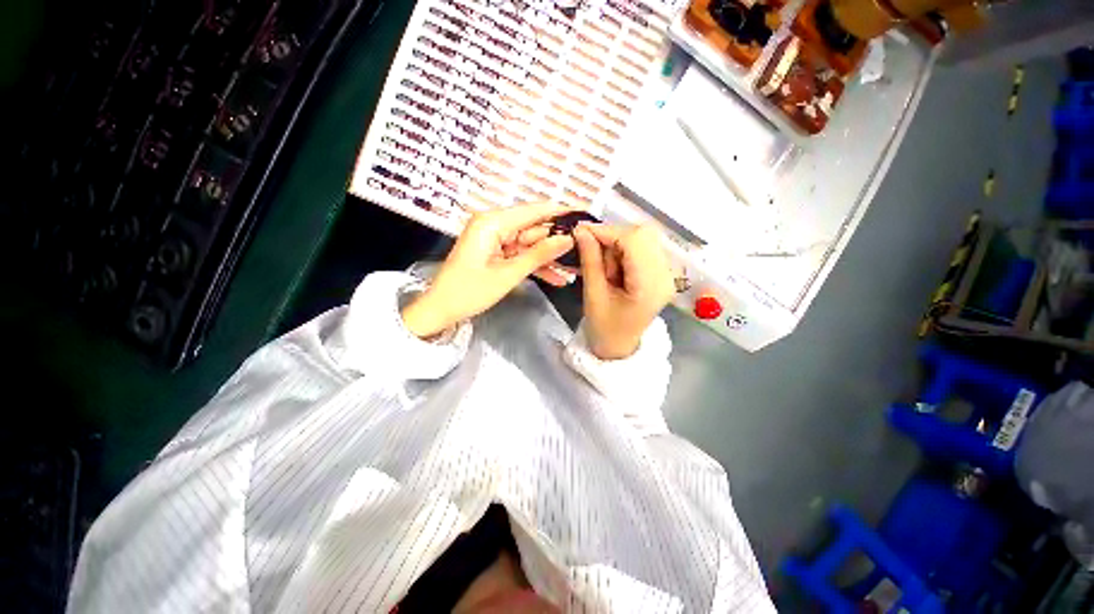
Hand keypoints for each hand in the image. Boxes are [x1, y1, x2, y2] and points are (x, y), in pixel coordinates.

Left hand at [402, 203, 575, 338]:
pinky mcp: (496, 253)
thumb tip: (567, 239)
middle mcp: (494, 225)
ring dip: (549, 258)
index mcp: (492, 223)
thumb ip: (539, 255)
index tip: (584, 214)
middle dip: (557, 242)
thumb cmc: (469, 292)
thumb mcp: (508, 274)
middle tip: (583, 252)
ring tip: (574, 269)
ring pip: (530, 245)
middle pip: (534, 229)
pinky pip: (521, 255)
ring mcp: (495, 240)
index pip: (533, 210)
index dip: (560, 211)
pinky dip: (536, 266)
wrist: (441, 310)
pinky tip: (557, 278)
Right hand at [574, 223, 674, 359]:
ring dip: (619, 244)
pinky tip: (615, 267)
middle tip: (593, 251)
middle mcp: (665, 276)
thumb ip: (590, 260)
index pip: (634, 242)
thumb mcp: (593, 295)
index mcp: (649, 287)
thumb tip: (581, 231)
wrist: (619, 347)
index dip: (607, 231)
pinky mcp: (662, 273)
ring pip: (644, 238)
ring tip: (605, 267)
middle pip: (643, 235)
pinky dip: (626, 250)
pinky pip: (645, 248)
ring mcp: (667, 274)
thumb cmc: (604, 328)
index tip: (581, 231)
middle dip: (614, 237)